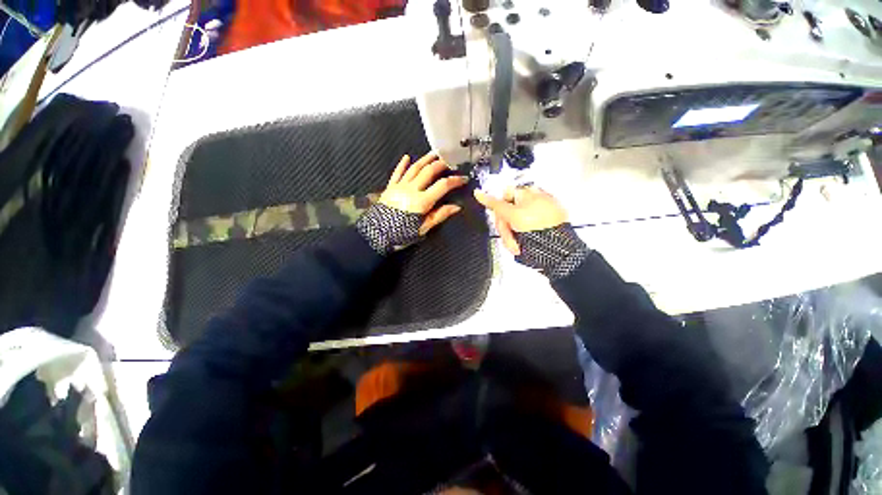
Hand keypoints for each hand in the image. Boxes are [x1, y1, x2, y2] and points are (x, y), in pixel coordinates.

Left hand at [380, 152, 468, 234]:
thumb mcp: (423, 229)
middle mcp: (411, 189)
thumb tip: (457, 207)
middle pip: (429, 171)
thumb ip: (439, 215)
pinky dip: (402, 164)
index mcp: (422, 201)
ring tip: (435, 153)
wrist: (375, 235)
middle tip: (451, 162)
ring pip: (414, 168)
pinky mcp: (390, 187)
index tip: (464, 178)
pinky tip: (407, 157)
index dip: (455, 180)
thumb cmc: (401, 235)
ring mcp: (399, 186)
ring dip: (425, 159)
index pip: (442, 186)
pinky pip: (397, 173)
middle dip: (441, 165)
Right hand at [474, 186, 566, 255]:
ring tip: (516, 247)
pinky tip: (521, 247)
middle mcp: (531, 201)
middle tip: (509, 238)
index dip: (499, 210)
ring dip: (510, 236)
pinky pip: (519, 231)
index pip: (503, 196)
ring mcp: (534, 215)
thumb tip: (477, 192)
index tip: (502, 224)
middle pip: (506, 211)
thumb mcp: (513, 215)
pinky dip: (518, 239)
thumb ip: (494, 204)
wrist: (558, 251)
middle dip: (505, 227)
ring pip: (511, 223)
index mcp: (527, 192)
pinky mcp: (537, 227)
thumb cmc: (535, 228)